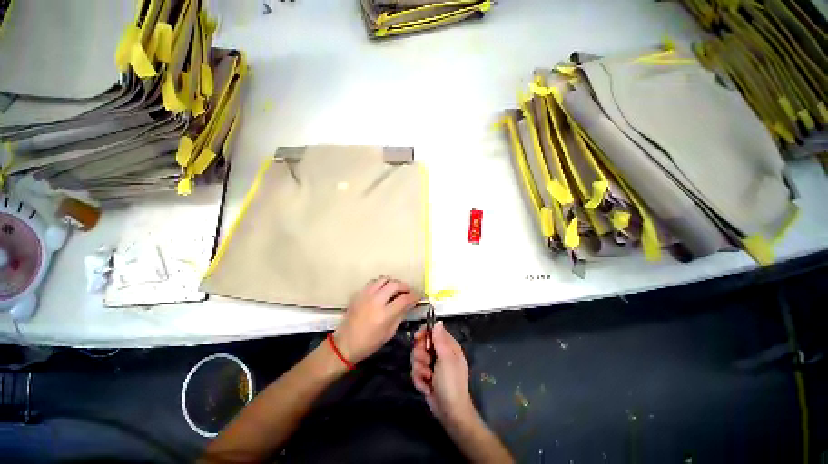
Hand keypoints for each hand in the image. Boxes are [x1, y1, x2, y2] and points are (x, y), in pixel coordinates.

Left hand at [333, 277, 419, 363]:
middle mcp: (376, 301)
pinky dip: (381, 284)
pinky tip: (382, 291)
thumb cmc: (369, 343)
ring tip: (395, 290)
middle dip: (404, 286)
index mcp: (384, 314)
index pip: (404, 298)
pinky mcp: (359, 294)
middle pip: (394, 284)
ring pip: (383, 279)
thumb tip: (410, 303)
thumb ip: (400, 315)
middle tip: (408, 291)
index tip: (418, 296)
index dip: (414, 296)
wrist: (345, 343)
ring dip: (392, 283)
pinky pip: (373, 282)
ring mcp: (366, 295)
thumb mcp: (389, 332)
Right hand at [411, 321, 475, 425]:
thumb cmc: (451, 383)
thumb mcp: (446, 359)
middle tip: (427, 363)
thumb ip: (440, 340)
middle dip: (420, 355)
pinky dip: (419, 380)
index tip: (417, 338)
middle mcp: (439, 353)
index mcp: (447, 346)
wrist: (450, 412)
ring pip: (416, 358)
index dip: (423, 333)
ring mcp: (432, 365)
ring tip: (428, 378)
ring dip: (420, 369)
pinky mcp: (425, 376)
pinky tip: (426, 387)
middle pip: (420, 344)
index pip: (432, 331)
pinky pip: (415, 372)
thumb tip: (438, 322)